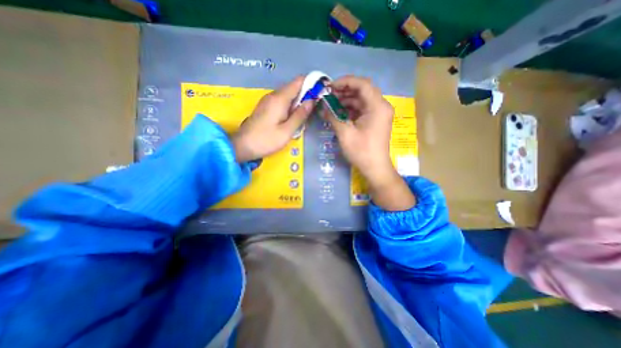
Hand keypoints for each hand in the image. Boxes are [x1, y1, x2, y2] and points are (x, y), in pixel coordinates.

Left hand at [231, 76, 312, 162]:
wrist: (242, 146)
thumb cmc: (266, 140)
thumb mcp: (287, 131)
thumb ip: (300, 115)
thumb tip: (312, 100)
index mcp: (280, 98)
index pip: (299, 81)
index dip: (312, 83)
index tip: (321, 92)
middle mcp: (273, 95)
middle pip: (294, 88)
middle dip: (307, 95)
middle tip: (316, 109)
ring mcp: (268, 101)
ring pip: (289, 95)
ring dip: (299, 102)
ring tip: (307, 115)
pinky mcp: (266, 107)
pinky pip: (282, 102)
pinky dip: (291, 107)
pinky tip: (294, 118)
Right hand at [326, 76, 415, 210]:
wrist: (375, 168)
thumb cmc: (362, 151)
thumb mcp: (345, 133)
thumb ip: (333, 116)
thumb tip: (322, 106)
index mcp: (377, 106)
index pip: (362, 84)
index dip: (345, 82)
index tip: (330, 87)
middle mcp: (381, 106)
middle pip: (362, 91)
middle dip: (344, 91)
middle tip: (328, 95)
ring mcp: (379, 113)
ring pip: (361, 100)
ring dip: (346, 100)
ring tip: (330, 104)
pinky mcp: (375, 120)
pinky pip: (362, 109)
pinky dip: (350, 109)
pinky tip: (338, 112)